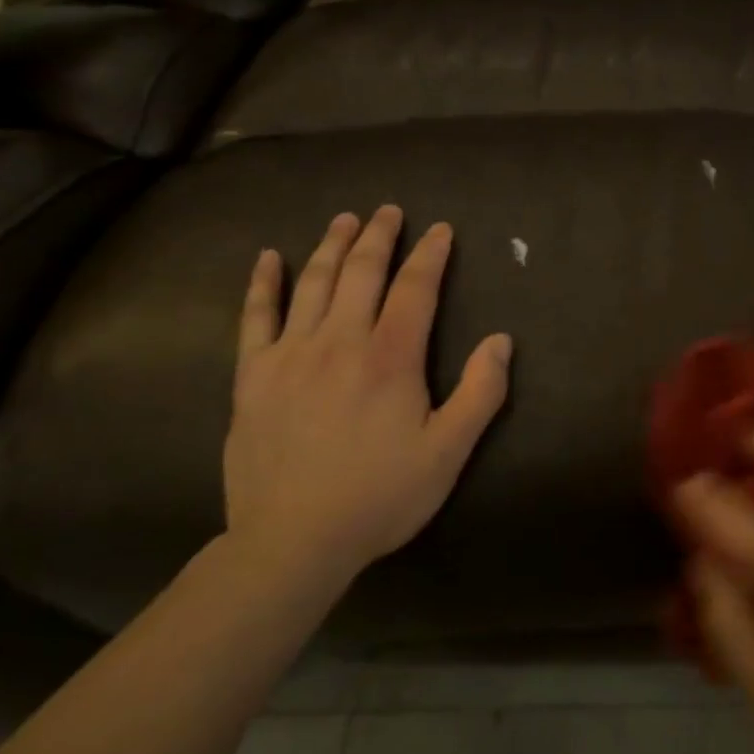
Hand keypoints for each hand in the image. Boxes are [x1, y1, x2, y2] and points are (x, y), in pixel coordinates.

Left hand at [223, 206, 511, 587]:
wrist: (292, 542)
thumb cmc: (379, 496)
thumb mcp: (448, 452)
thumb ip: (481, 393)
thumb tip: (500, 340)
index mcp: (390, 357)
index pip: (415, 288)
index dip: (430, 254)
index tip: (440, 230)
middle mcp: (341, 340)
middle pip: (362, 272)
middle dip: (380, 235)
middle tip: (389, 211)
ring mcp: (291, 354)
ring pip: (315, 283)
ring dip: (332, 245)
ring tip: (345, 219)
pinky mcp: (253, 375)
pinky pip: (256, 317)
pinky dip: (263, 284)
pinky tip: (269, 258)